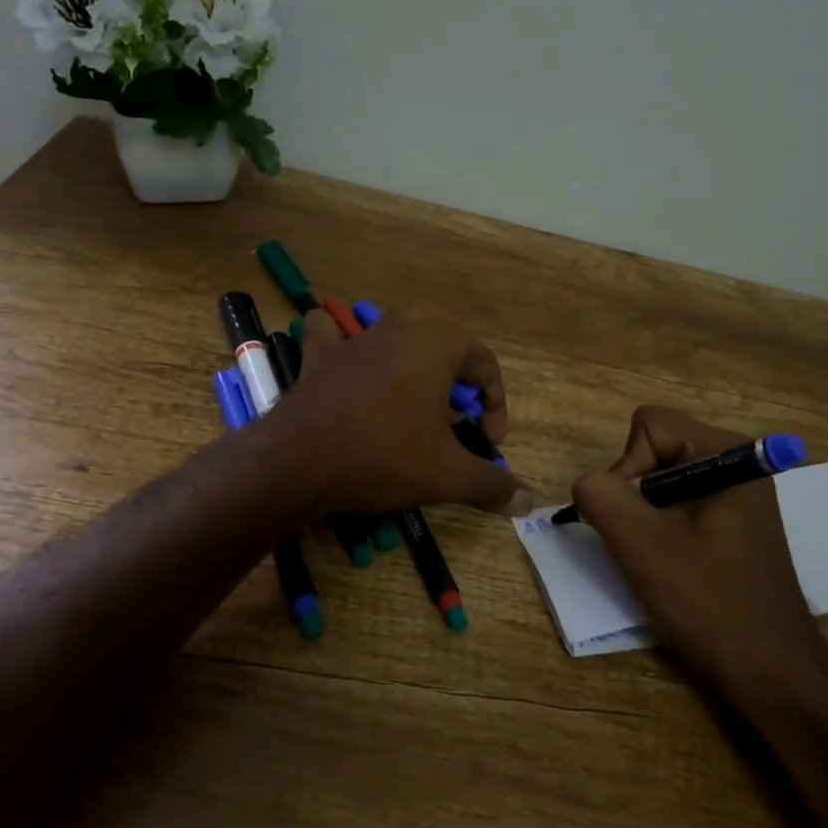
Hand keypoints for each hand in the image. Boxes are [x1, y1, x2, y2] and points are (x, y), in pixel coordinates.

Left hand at [264, 307, 535, 517]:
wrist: (297, 460)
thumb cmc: (384, 455)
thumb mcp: (447, 474)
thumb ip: (492, 484)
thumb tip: (529, 501)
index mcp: (439, 341)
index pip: (485, 366)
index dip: (495, 407)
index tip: (488, 444)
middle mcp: (401, 326)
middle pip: (447, 351)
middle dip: (458, 388)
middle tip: (456, 428)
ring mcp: (357, 337)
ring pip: (399, 342)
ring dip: (416, 371)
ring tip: (416, 411)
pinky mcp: (322, 355)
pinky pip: (337, 337)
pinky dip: (344, 343)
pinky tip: (347, 360)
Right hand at [571, 406, 827, 699]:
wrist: (773, 674)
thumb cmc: (710, 603)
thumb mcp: (642, 545)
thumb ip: (601, 496)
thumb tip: (587, 482)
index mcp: (727, 453)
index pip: (648, 427)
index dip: (626, 468)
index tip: (633, 521)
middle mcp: (737, 463)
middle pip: (655, 449)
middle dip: (634, 493)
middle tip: (643, 544)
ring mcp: (739, 494)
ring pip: (662, 480)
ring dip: (646, 516)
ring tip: (658, 560)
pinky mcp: (735, 523)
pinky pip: (680, 505)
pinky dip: (663, 529)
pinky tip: (673, 567)